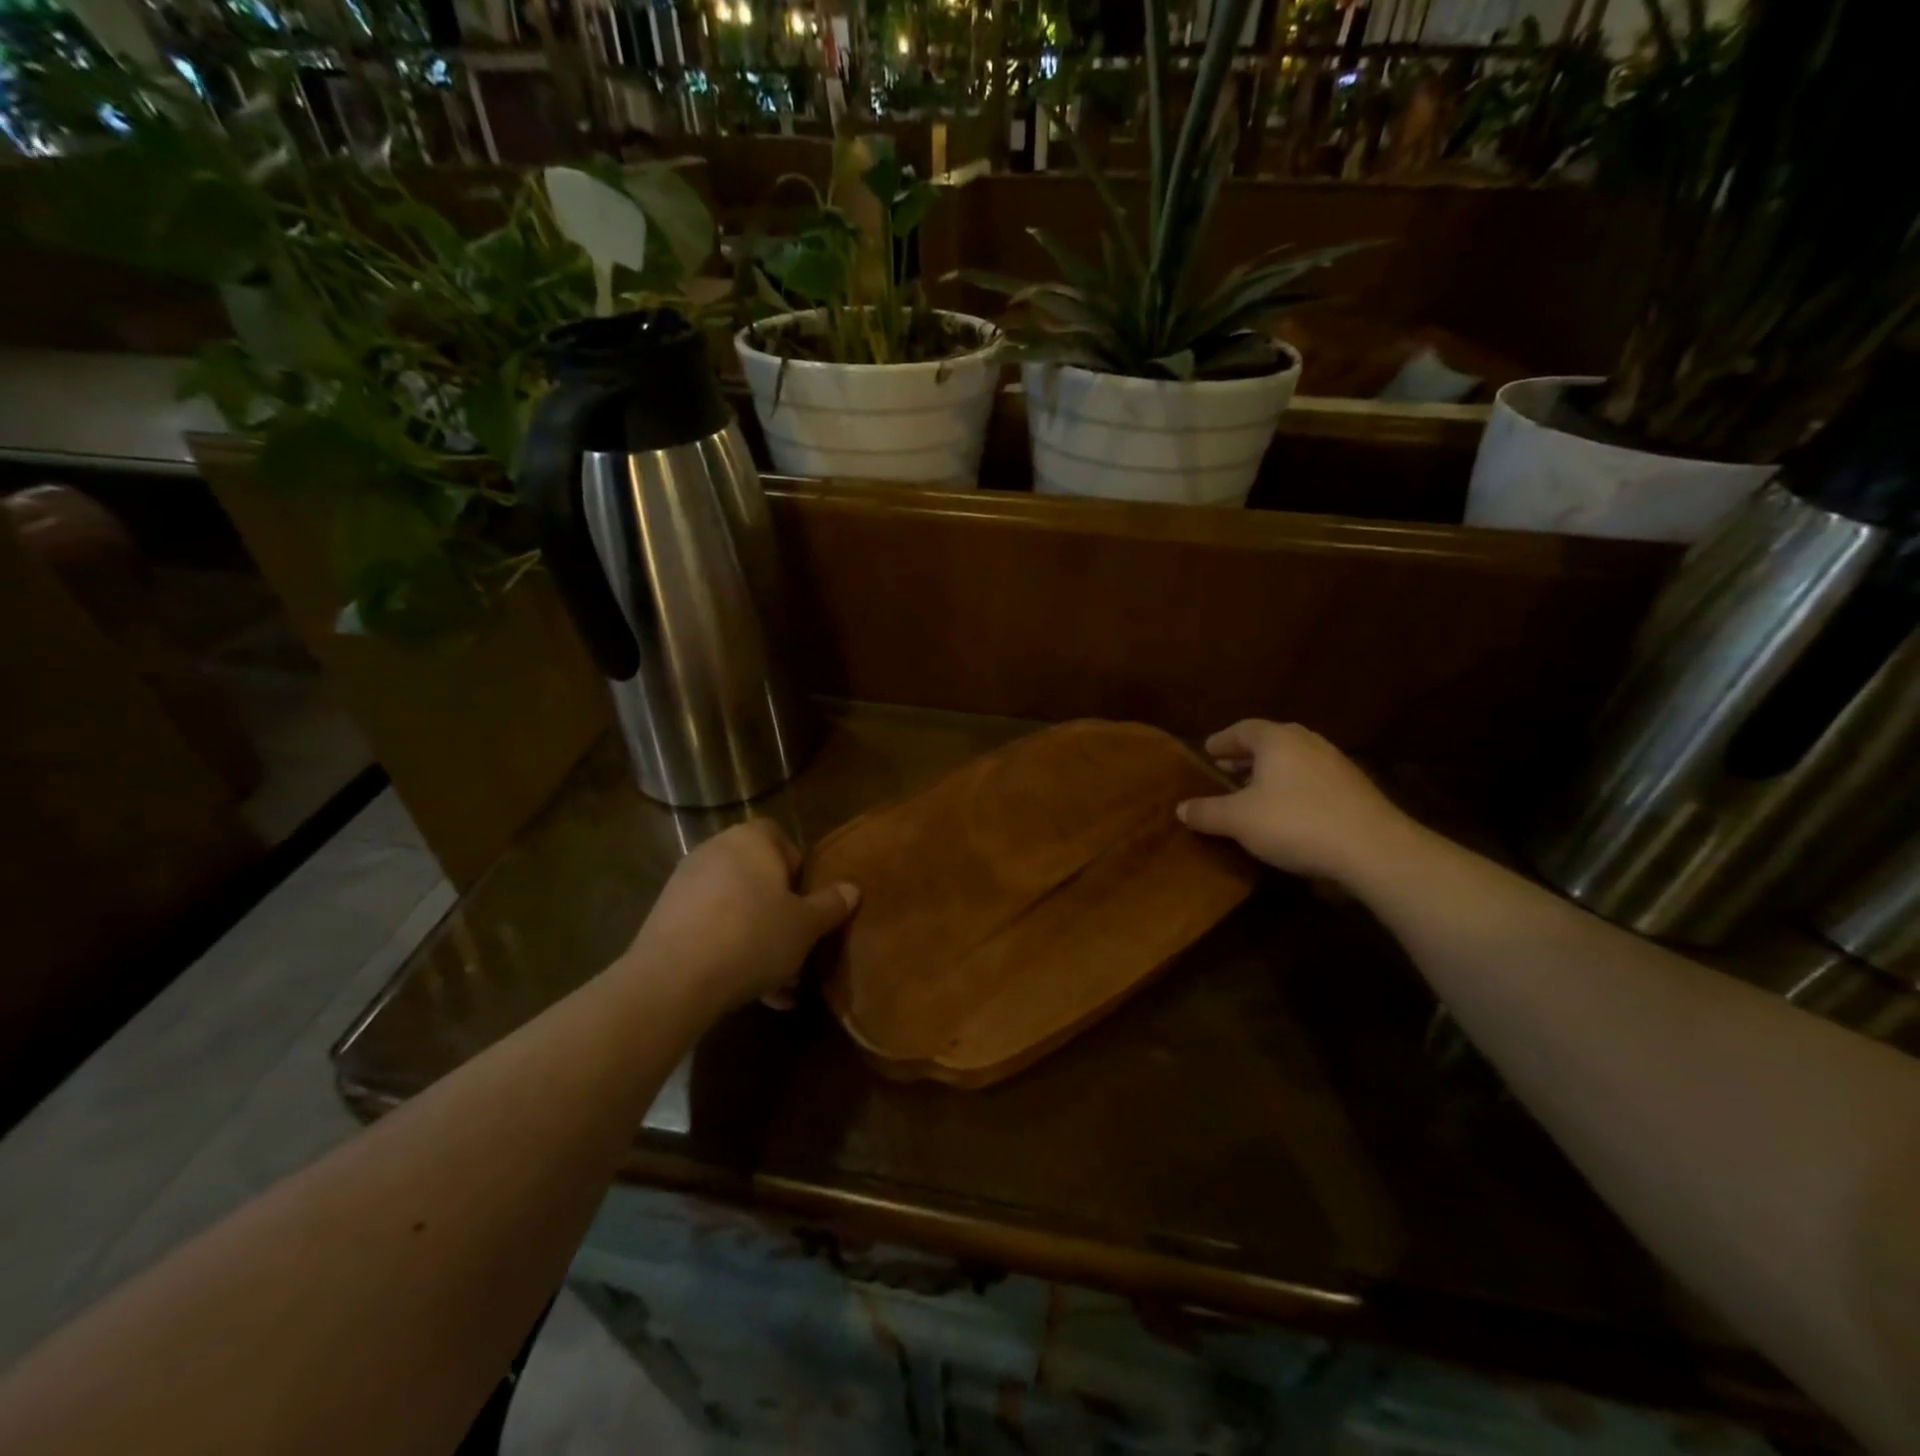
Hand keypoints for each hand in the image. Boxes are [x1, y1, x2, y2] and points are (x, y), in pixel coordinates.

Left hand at [625, 819, 857, 1015]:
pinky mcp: (665, 918)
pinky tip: (748, 993)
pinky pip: (710, 929)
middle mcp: (715, 851)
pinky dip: (730, 952)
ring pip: (735, 908)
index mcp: (751, 840)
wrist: (673, 979)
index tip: (807, 903)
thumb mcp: (805, 925)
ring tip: (778, 986)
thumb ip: (830, 905)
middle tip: (797, 948)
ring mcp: (685, 884)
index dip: (798, 869)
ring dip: (757, 940)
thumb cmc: (753, 937)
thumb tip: (852, 888)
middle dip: (779, 913)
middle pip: (757, 877)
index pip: (780, 837)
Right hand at [1177, 720, 1414, 882]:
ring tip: (1253, 791)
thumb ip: (1207, 812)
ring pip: (1293, 760)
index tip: (1207, 751)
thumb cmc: (1295, 822)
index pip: (1242, 729)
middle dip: (1245, 755)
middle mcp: (1307, 742)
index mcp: (1277, 739)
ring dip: (1270, 772)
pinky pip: (1311, 778)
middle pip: (1270, 742)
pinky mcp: (1354, 788)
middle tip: (1225, 768)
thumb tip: (1181, 808)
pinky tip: (1286, 810)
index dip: (1222, 740)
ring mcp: (1335, 763)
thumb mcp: (1239, 820)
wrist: (1372, 848)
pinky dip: (1292, 786)